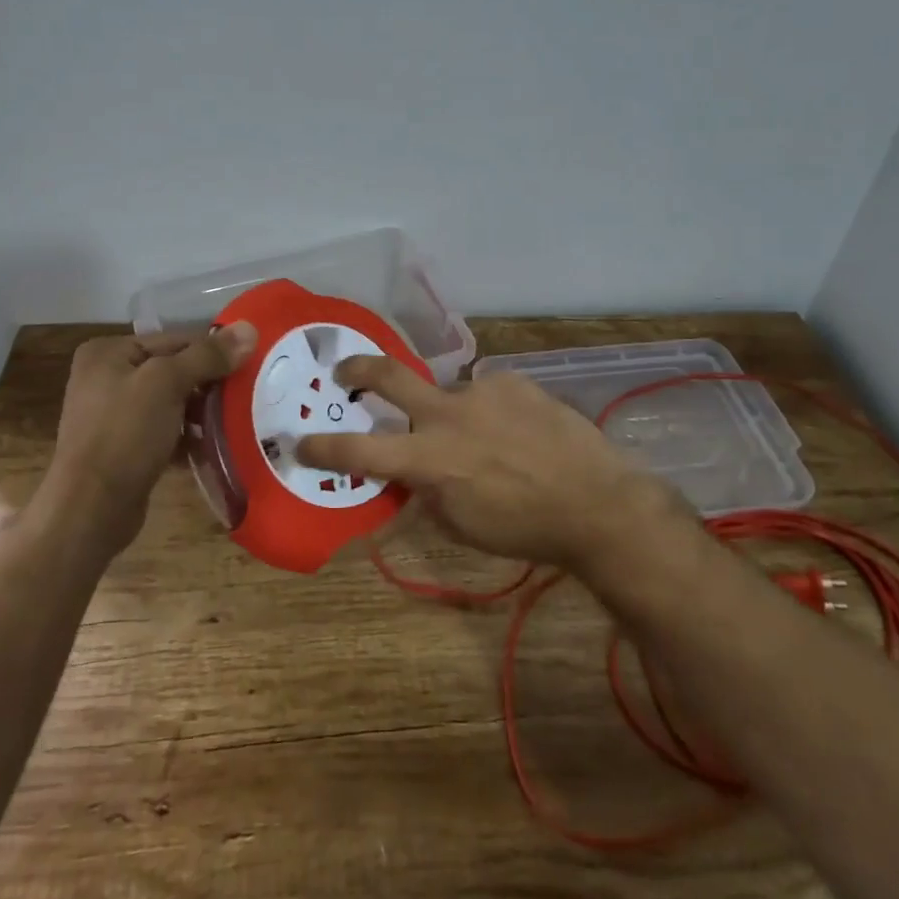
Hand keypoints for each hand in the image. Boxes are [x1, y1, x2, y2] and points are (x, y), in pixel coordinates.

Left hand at [40, 322, 257, 554]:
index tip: (248, 367)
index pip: (175, 340)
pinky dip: (188, 437)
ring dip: (202, 413)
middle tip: (246, 396)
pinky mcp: (123, 448)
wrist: (90, 511)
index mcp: (108, 352)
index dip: (213, 352)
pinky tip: (213, 447)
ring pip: (172, 402)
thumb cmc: (125, 434)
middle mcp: (106, 377)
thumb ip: (209, 355)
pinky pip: (165, 431)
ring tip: (235, 421)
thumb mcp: (168, 383)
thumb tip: (250, 328)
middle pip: (174, 370)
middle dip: (209, 385)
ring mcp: (113, 415)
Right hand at [296, 357, 693, 572]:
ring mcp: (481, 391)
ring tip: (491, 442)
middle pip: (389, 377)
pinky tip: (519, 432)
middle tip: (345, 371)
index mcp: (430, 460)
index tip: (301, 441)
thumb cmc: (524, 528)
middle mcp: (447, 415)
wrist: (597, 501)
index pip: (360, 452)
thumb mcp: (462, 526)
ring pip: (450, 396)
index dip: (324, 447)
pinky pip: (487, 393)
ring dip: (455, 416)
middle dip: (358, 369)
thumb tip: (411, 475)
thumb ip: (427, 494)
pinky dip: (491, 412)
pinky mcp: (512, 380)